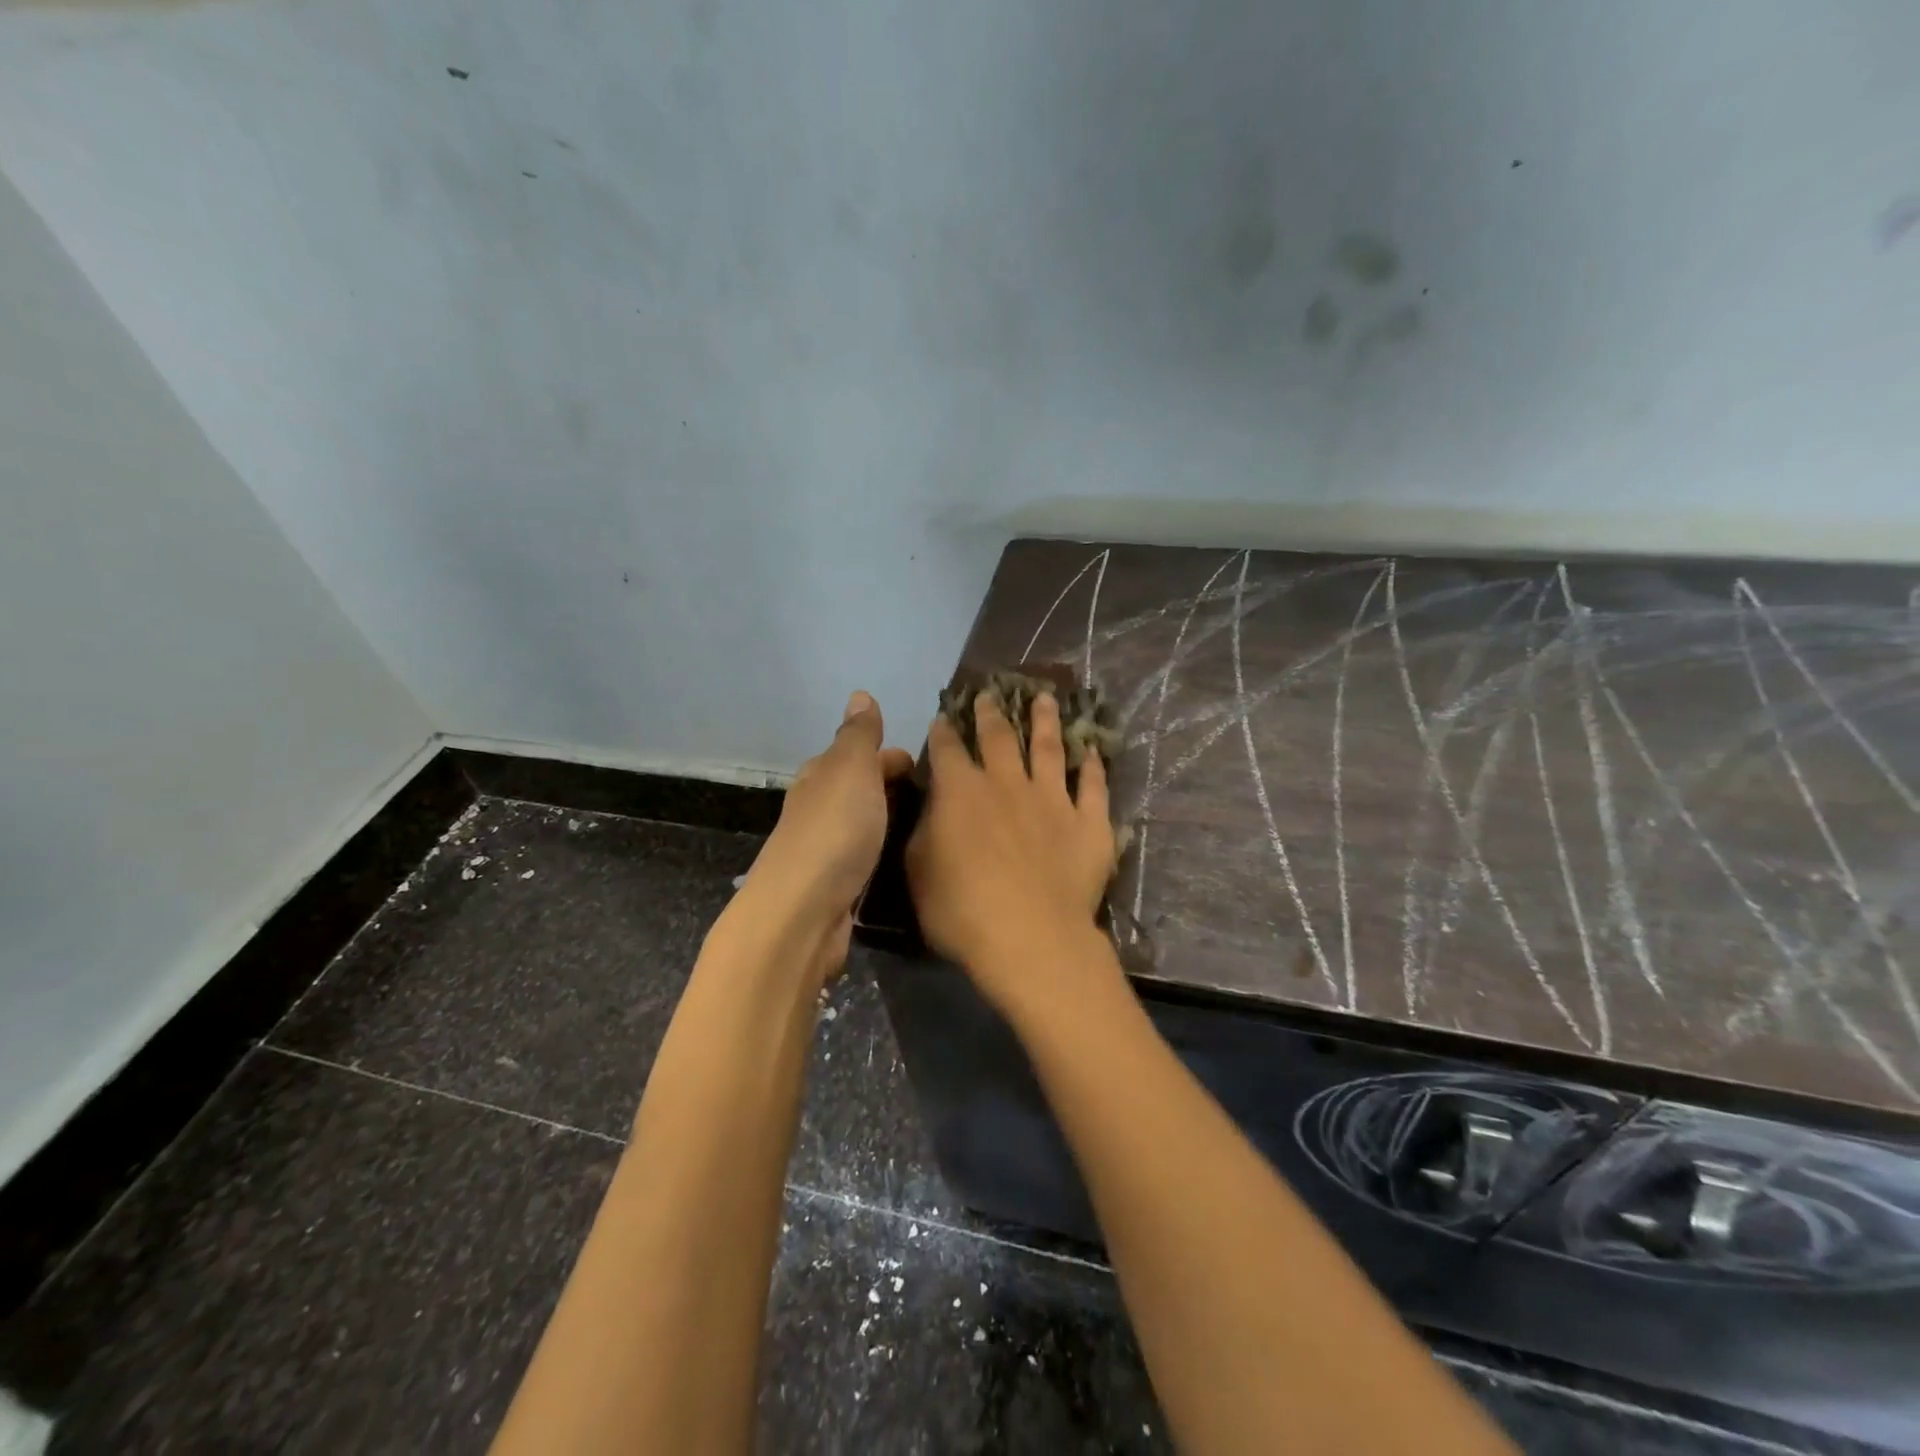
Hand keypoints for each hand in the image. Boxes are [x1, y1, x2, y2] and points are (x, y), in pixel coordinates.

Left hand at [736, 691, 913, 978]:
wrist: (803, 912)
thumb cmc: (834, 831)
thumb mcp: (851, 769)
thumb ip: (858, 735)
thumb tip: (859, 695)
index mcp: (820, 776)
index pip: (858, 754)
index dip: (891, 756)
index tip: (930, 768)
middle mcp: (818, 808)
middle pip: (858, 789)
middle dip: (892, 787)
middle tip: (939, 799)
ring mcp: (824, 849)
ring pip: (861, 824)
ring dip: (887, 820)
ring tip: (929, 827)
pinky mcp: (834, 886)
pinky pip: (864, 857)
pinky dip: (881, 852)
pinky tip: (902, 860)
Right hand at [906, 690, 1116, 1011]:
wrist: (1030, 937)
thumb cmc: (961, 910)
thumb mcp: (919, 871)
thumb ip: (925, 830)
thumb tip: (933, 806)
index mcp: (960, 792)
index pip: (948, 750)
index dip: (943, 732)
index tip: (943, 718)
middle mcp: (1007, 783)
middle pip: (999, 737)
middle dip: (991, 713)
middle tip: (989, 694)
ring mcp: (1052, 799)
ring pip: (1050, 748)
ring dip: (1045, 720)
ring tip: (1044, 698)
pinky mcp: (1089, 822)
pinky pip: (1093, 786)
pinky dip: (1093, 766)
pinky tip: (1093, 751)